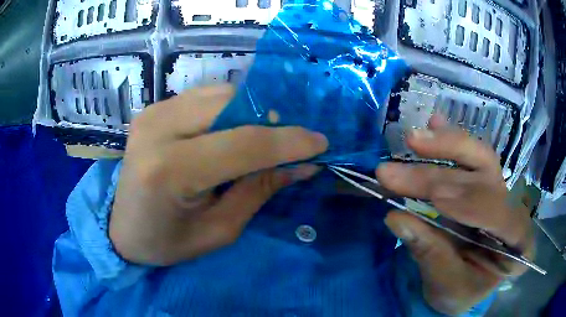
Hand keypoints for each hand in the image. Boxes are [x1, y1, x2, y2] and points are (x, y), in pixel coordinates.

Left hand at [110, 85, 327, 265]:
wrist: (120, 228)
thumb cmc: (166, 242)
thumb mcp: (218, 230)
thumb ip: (259, 190)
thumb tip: (302, 165)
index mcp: (169, 170)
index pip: (243, 143)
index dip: (289, 141)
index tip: (320, 142)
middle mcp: (157, 129)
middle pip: (231, 105)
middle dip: (270, 122)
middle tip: (291, 143)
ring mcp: (151, 113)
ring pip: (219, 94)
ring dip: (249, 113)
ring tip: (261, 140)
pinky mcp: (152, 109)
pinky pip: (202, 98)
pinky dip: (226, 110)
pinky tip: (229, 132)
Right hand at [377, 115, 533, 314]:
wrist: (462, 285)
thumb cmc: (460, 292)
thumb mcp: (446, 286)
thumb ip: (430, 255)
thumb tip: (397, 219)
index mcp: (518, 243)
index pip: (503, 216)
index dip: (472, 204)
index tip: (435, 199)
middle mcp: (514, 208)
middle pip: (489, 177)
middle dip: (445, 171)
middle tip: (400, 168)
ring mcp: (500, 190)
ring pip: (479, 158)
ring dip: (445, 147)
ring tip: (413, 140)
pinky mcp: (483, 182)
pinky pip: (470, 156)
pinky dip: (451, 140)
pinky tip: (435, 123)